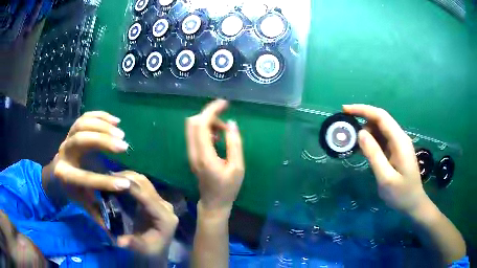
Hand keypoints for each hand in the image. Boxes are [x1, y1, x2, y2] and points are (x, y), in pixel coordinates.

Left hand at [45, 111, 131, 221]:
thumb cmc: (71, 190)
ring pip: (82, 124)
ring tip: (121, 133)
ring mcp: (67, 138)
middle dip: (103, 142)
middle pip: (80, 140)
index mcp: (65, 175)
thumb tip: (114, 233)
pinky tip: (115, 120)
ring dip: (103, 126)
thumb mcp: (81, 204)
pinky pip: (85, 116)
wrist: (56, 173)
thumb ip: (96, 214)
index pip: (85, 177)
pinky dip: (100, 115)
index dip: (105, 181)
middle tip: (124, 146)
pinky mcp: (73, 129)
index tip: (125, 184)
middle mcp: (64, 153)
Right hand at [115, 171, 177, 262]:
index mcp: (165, 217)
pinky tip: (119, 180)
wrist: (158, 249)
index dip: (133, 188)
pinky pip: (142, 185)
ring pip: (144, 182)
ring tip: (112, 176)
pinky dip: (130, 180)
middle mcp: (166, 206)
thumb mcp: (143, 249)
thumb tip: (119, 241)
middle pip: (146, 186)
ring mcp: (161, 201)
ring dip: (129, 177)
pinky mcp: (155, 199)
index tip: (116, 180)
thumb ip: (133, 244)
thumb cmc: (152, 250)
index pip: (148, 198)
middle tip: (110, 176)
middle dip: (128, 178)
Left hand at [186, 99, 244, 213]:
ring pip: (193, 128)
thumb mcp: (237, 167)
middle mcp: (193, 152)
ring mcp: (191, 153)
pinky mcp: (192, 155)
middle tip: (225, 121)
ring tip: (224, 133)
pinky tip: (218, 140)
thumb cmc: (228, 188)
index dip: (211, 110)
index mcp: (204, 155)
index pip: (201, 124)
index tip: (225, 104)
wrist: (213, 203)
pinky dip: (206, 131)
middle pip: (192, 122)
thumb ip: (234, 143)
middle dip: (209, 115)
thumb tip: (231, 123)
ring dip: (209, 124)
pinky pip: (196, 135)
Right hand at [343, 104, 428, 215]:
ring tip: (352, 142)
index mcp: (399, 141)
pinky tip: (363, 149)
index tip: (345, 110)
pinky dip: (370, 141)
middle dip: (362, 119)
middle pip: (380, 120)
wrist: (413, 203)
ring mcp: (398, 144)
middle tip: (345, 129)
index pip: (380, 116)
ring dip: (366, 132)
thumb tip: (360, 133)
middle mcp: (399, 138)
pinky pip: (381, 140)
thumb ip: (374, 155)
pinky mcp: (395, 151)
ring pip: (380, 129)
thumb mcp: (386, 178)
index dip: (362, 110)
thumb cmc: (401, 194)